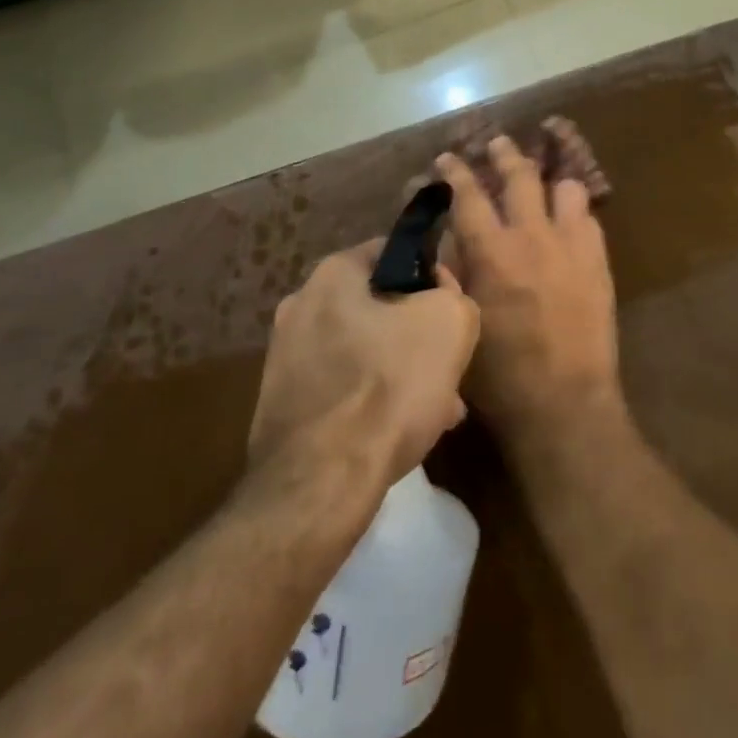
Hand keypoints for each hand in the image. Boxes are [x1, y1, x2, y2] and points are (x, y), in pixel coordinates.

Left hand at [250, 242, 478, 487]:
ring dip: (400, 372)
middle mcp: (300, 306)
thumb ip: (453, 294)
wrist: (320, 484)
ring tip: (437, 408)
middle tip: (448, 366)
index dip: (433, 276)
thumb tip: (440, 297)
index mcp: (332, 274)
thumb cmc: (388, 387)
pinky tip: (401, 433)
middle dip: (417, 334)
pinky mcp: (284, 405)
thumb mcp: (450, 323)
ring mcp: (285, 358)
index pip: (394, 252)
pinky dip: (372, 403)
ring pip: (364, 352)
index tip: (454, 309)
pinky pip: (343, 390)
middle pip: (379, 307)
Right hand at [436, 137, 620, 449]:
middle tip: (496, 143)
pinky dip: (575, 211)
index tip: (447, 158)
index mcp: (491, 251)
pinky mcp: (599, 262)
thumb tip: (446, 243)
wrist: (564, 404)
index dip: (455, 172)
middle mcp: (532, 236)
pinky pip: (590, 218)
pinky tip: (569, 218)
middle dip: (504, 154)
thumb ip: (452, 275)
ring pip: (565, 188)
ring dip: (549, 179)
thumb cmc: (499, 374)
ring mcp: (571, 246)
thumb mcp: (459, 322)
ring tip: (542, 179)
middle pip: (519, 176)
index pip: (468, 195)